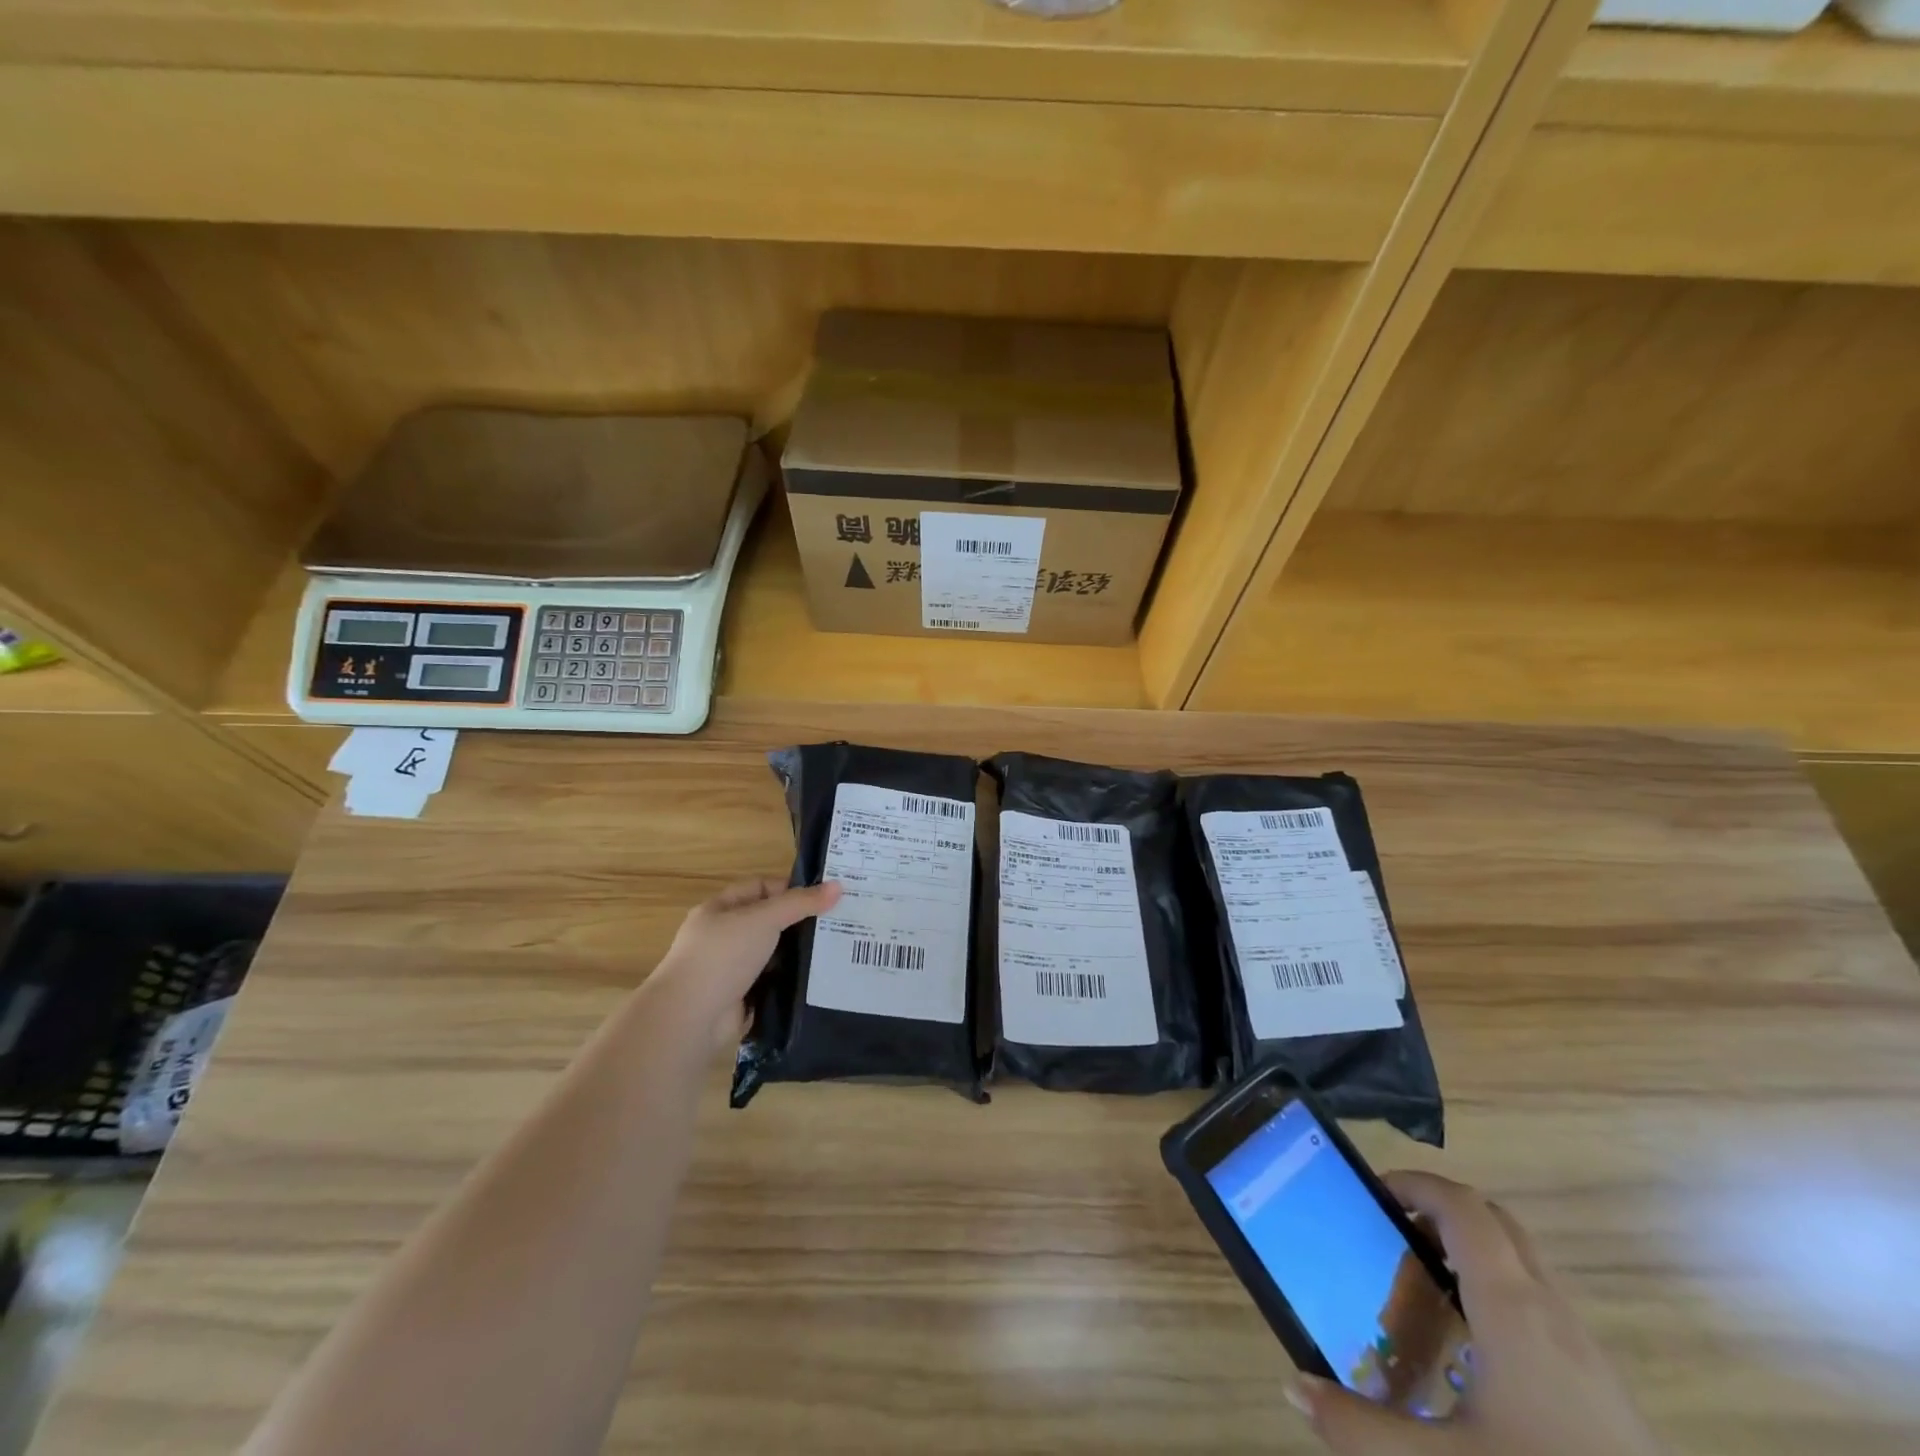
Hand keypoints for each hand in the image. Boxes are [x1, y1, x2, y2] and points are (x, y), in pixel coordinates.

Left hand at [647, 877, 841, 1051]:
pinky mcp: (741, 997)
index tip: (825, 897)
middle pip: (769, 921)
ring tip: (837, 950)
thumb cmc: (723, 956)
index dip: (791, 888)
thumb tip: (838, 886)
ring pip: (773, 953)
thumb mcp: (764, 919)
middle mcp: (724, 936)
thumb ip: (800, 903)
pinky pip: (772, 982)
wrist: (690, 1018)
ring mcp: (731, 969)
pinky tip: (819, 979)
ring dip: (797, 954)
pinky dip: (791, 981)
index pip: (760, 887)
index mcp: (720, 909)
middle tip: (839, 922)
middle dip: (800, 922)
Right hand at [1289, 1172, 1662, 1455]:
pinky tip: (1472, 1357)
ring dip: (1469, 1255)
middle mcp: (1551, 1313)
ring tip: (1422, 1292)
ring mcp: (1585, 1351)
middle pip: (1495, 1223)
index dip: (1416, 1184)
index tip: (1372, 1193)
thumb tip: (1294, 1388)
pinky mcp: (1603, 1390)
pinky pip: (1540, 1308)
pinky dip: (1497, 1297)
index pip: (1463, 1207)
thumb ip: (1360, 1428)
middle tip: (1391, 1236)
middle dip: (1440, 1212)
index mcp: (1512, 1308)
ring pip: (1522, 1265)